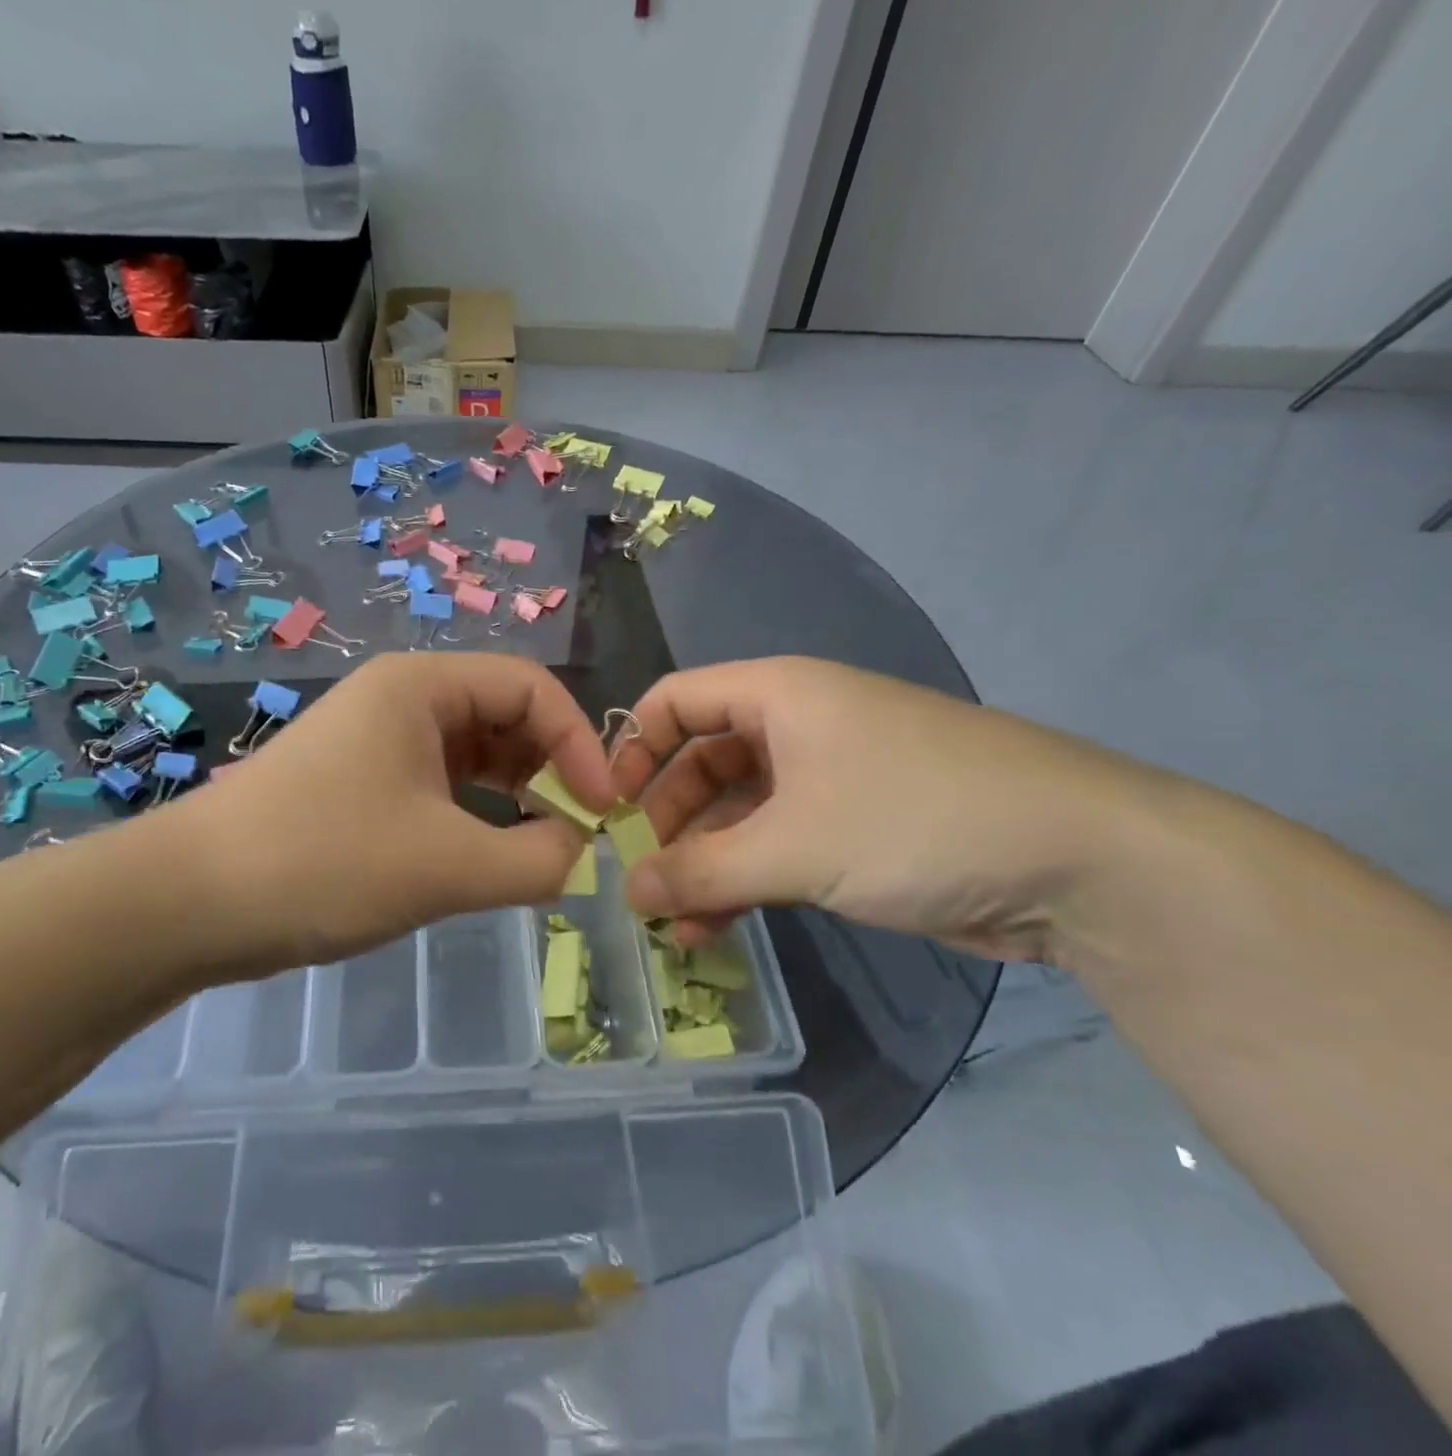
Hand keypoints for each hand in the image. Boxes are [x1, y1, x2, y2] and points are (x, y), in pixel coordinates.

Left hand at [163, 653, 612, 977]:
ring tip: (544, 846)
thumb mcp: (447, 865)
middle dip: (550, 768)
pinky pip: (440, 785)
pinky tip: (491, 854)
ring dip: (516, 794)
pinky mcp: (360, 784)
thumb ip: (537, 860)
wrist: (190, 902)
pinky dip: (476, 814)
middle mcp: (400, 699)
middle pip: (503, 715)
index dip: (579, 742)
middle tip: (578, 830)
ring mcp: (376, 742)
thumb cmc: (325, 862)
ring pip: (472, 754)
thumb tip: (581, 854)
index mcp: (421, 685)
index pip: (531, 687)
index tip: (602, 809)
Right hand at [609, 657, 1153, 962]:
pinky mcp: (855, 830)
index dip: (633, 749)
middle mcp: (797, 727)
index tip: (609, 810)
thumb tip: (627, 893)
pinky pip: (775, 847)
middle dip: (667, 820)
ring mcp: (828, 780)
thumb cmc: (915, 820)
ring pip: (737, 813)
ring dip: (702, 863)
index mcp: (778, 695)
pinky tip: (714, 929)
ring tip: (671, 920)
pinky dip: (742, 881)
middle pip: (701, 761)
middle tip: (641, 878)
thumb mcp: (793, 847)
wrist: (1082, 862)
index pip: (676, 700)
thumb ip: (699, 871)